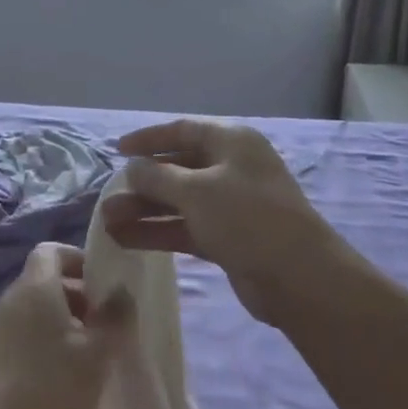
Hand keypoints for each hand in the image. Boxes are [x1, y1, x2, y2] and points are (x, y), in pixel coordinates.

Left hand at [0, 242, 130, 408]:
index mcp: (34, 287)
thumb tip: (121, 292)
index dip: (77, 260)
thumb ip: (114, 318)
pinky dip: (43, 341)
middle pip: (44, 280)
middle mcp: (10, 298)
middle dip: (77, 295)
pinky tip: (61, 376)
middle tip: (104, 326)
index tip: (102, 286)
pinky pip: (21, 333)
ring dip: (62, 321)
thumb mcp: (97, 354)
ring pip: (33, 308)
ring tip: (88, 355)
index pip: (51, 250)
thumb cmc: (52, 389)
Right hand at [103, 118, 355, 326]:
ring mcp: (230, 204)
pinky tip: (126, 240)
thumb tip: (132, 168)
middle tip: (107, 196)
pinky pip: (185, 227)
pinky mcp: (228, 237)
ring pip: (178, 201)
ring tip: (107, 222)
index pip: (182, 130)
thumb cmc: (247, 218)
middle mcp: (231, 167)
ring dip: (144, 210)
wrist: (300, 278)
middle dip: (141, 183)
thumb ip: (157, 177)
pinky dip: (158, 232)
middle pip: (177, 167)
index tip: (116, 150)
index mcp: (231, 141)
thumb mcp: (196, 190)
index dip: (148, 138)